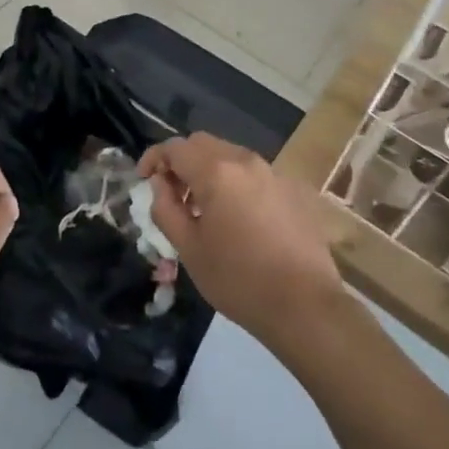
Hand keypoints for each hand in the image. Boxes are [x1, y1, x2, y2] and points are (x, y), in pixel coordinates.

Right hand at [138, 132, 342, 352]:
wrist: (304, 304)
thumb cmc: (238, 279)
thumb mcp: (189, 249)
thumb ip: (166, 209)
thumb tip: (160, 184)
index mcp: (216, 171)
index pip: (176, 147)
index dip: (154, 157)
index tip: (143, 178)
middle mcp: (244, 160)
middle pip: (203, 144)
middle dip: (181, 162)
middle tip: (171, 194)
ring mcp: (271, 172)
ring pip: (229, 155)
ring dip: (207, 171)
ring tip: (201, 208)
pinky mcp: (290, 188)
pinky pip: (251, 173)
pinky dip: (233, 182)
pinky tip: (235, 218)